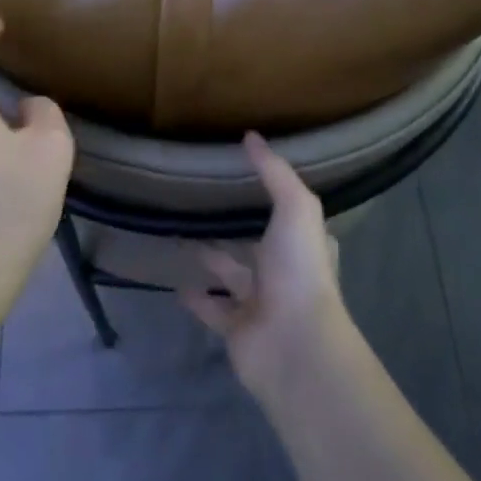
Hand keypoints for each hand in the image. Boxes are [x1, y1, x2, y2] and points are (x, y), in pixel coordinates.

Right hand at [177, 132, 349, 395]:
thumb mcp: (294, 207)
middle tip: (206, 205)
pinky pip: (212, 309)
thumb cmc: (299, 269)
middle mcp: (285, 272)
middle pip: (258, 246)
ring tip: (183, 236)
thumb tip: (251, 135)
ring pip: (232, 276)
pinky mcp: (236, 329)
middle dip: (239, 229)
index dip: (276, 199)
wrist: (294, 344)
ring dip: (212, 259)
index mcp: (304, 244)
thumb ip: (274, 172)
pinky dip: (196, 298)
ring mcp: (261, 303)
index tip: (248, 178)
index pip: (291, 216)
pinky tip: (176, 282)